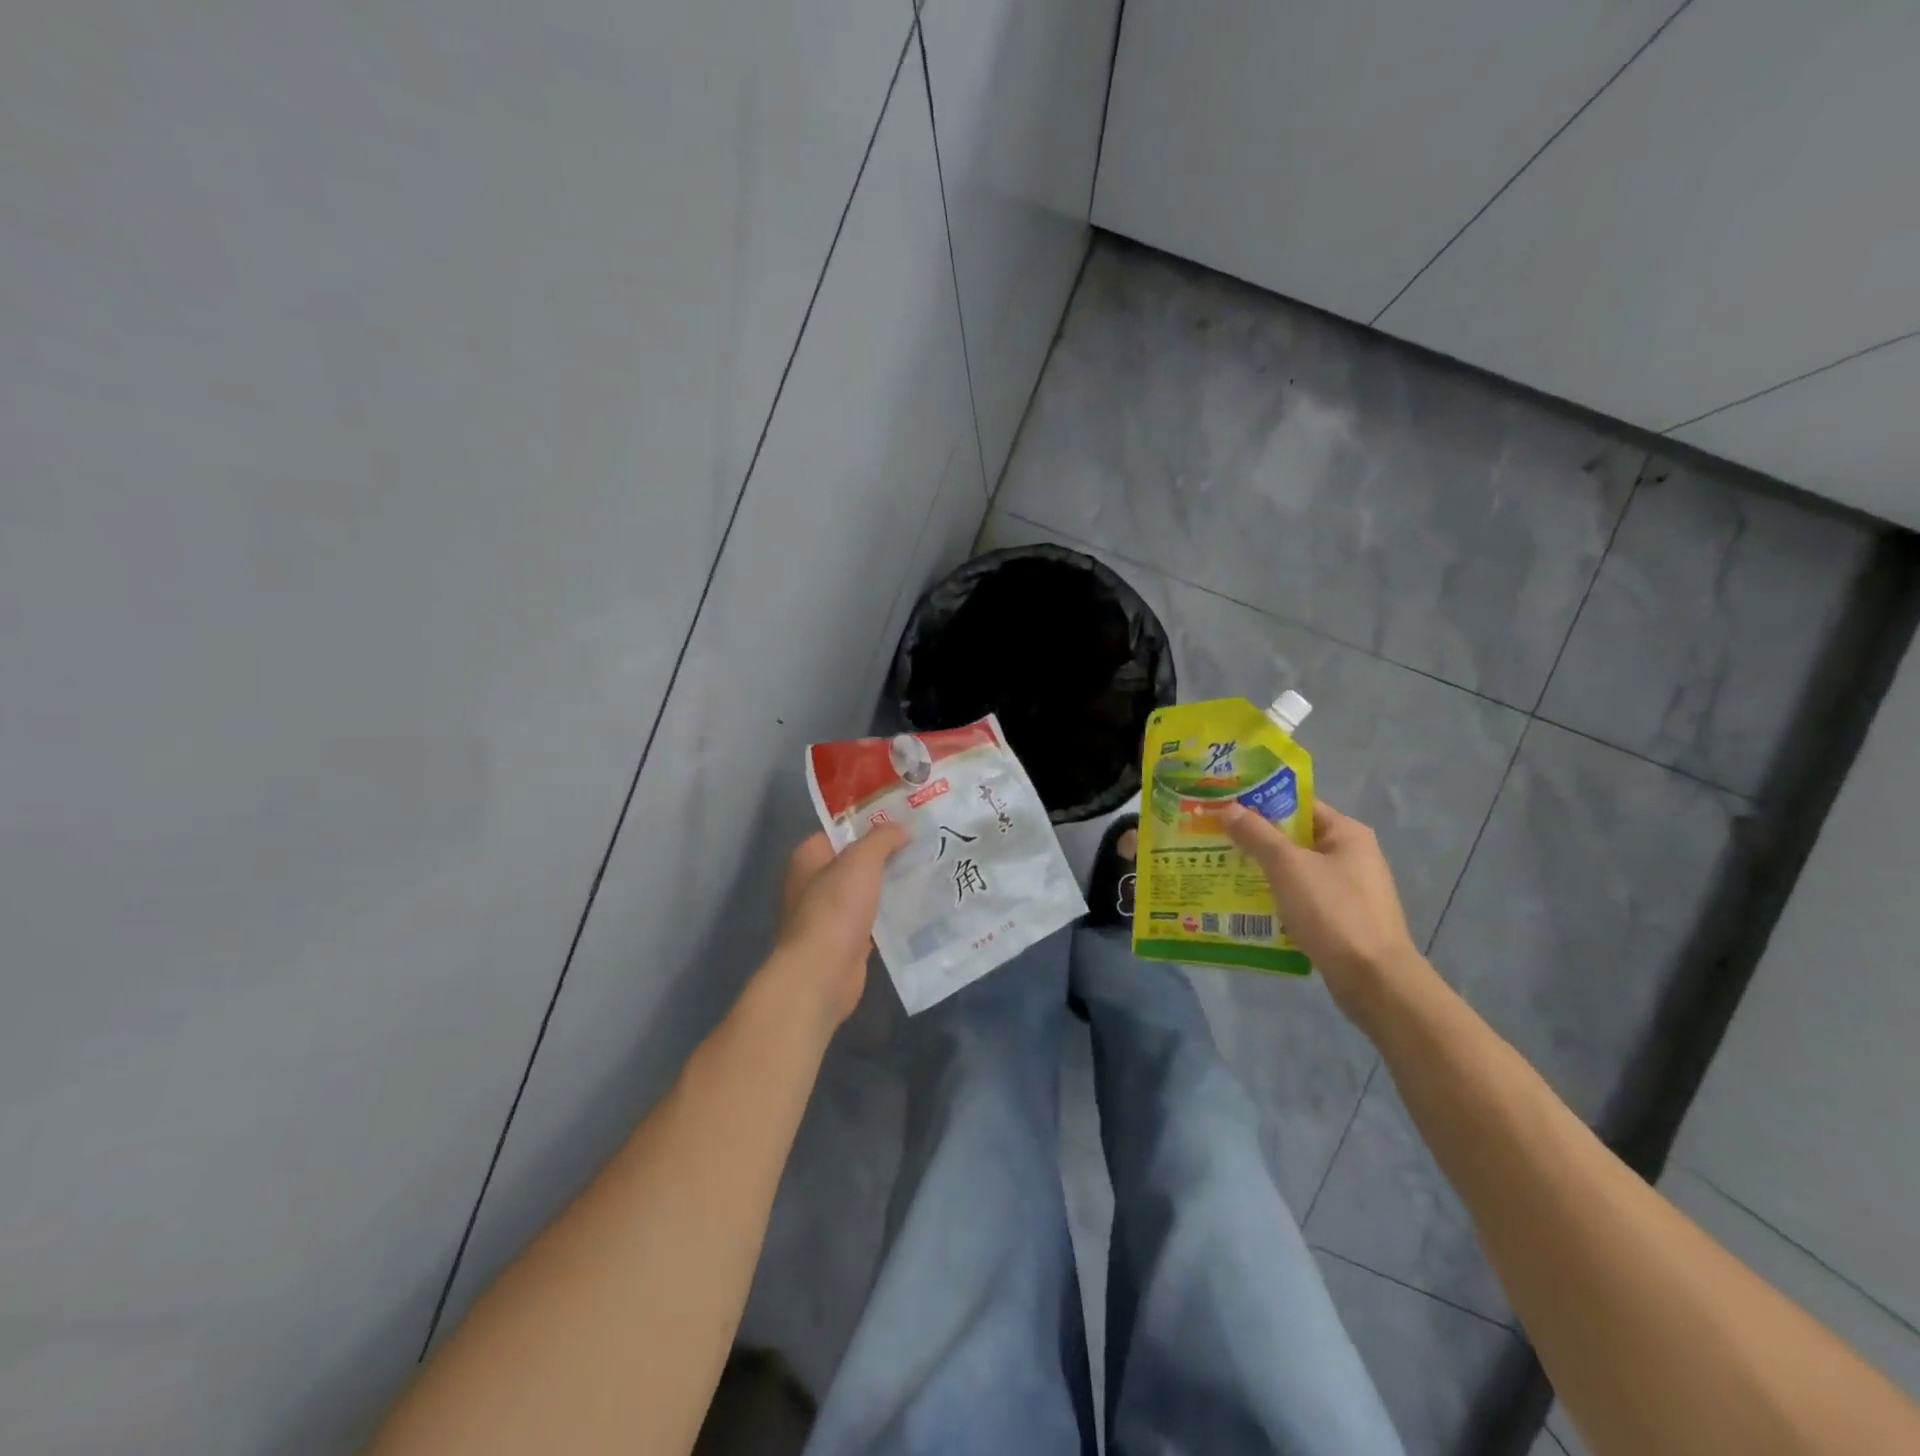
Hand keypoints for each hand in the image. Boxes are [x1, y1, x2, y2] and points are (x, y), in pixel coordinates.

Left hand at [769, 825, 908, 1029]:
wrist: (823, 972)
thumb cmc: (835, 908)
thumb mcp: (861, 860)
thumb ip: (881, 838)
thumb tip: (901, 828)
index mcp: (807, 858)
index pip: (838, 832)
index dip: (868, 824)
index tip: (901, 820)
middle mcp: (813, 884)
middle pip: (854, 862)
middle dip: (885, 856)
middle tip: (921, 845)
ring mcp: (828, 916)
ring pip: (865, 892)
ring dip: (889, 886)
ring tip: (926, 872)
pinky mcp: (845, 941)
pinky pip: (872, 920)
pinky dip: (890, 916)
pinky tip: (918, 908)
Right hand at [1219, 801, 1426, 1020]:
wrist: (1373, 979)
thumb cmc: (1333, 911)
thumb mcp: (1288, 866)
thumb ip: (1256, 835)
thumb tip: (1228, 807)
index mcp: (1347, 833)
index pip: (1299, 806)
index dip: (1261, 803)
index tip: (1225, 806)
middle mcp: (1352, 856)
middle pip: (1295, 838)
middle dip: (1256, 840)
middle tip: (1214, 839)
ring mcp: (1348, 890)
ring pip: (1296, 871)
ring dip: (1263, 871)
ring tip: (1222, 871)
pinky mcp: (1341, 920)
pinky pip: (1301, 899)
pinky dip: (1276, 898)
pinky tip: (1247, 905)